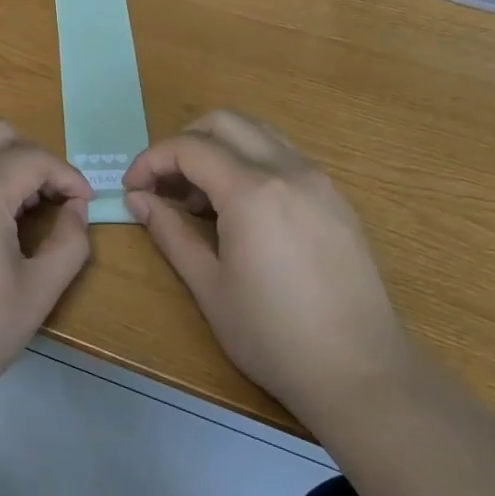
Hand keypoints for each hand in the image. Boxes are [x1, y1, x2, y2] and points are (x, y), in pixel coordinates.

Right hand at [122, 110, 408, 417]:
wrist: (362, 373)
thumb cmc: (273, 336)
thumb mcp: (209, 286)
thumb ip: (170, 233)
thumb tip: (138, 200)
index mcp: (253, 191)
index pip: (189, 147)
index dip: (151, 160)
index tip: (132, 188)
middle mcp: (289, 171)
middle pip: (225, 122)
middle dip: (183, 142)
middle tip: (163, 184)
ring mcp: (319, 182)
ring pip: (258, 133)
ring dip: (219, 148)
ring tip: (199, 197)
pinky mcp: (336, 199)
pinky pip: (284, 157)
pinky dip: (250, 163)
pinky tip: (240, 210)